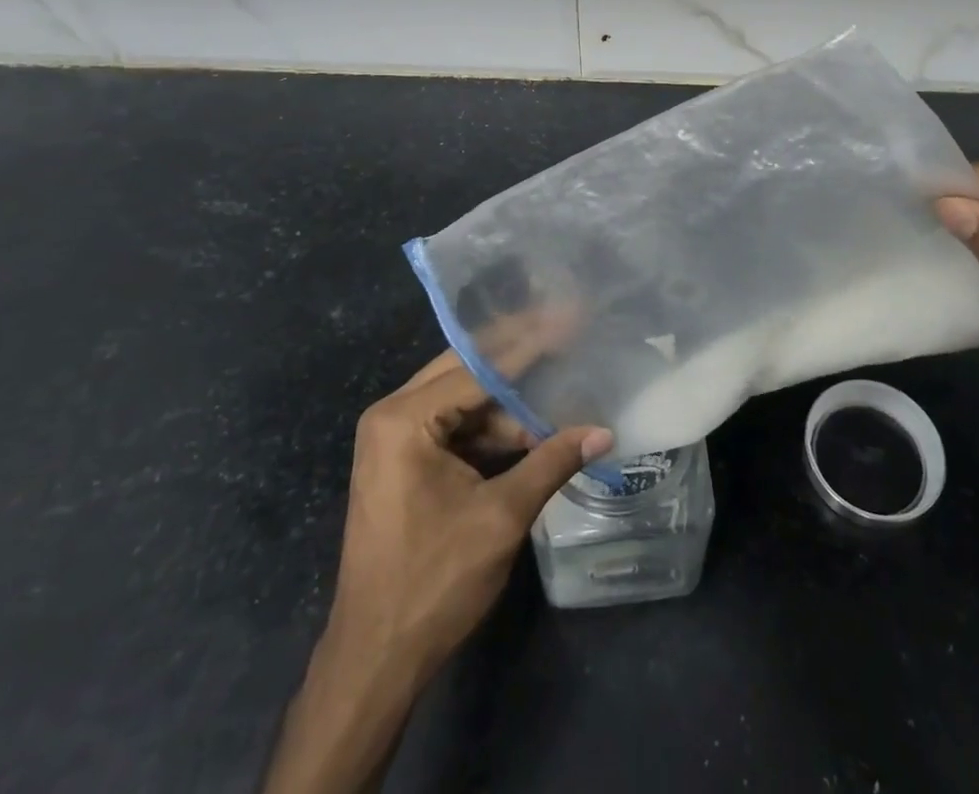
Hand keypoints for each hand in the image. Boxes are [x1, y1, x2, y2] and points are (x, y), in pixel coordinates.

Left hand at [326, 351, 612, 678]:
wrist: (374, 659)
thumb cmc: (433, 582)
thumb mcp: (501, 516)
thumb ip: (551, 462)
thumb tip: (604, 432)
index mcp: (404, 419)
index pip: (479, 366)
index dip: (530, 344)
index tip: (569, 319)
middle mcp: (392, 415)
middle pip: (466, 370)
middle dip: (519, 358)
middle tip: (566, 333)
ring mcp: (393, 439)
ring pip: (462, 399)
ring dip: (508, 403)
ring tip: (560, 389)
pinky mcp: (401, 462)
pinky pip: (453, 426)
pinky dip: (490, 429)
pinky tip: (530, 429)